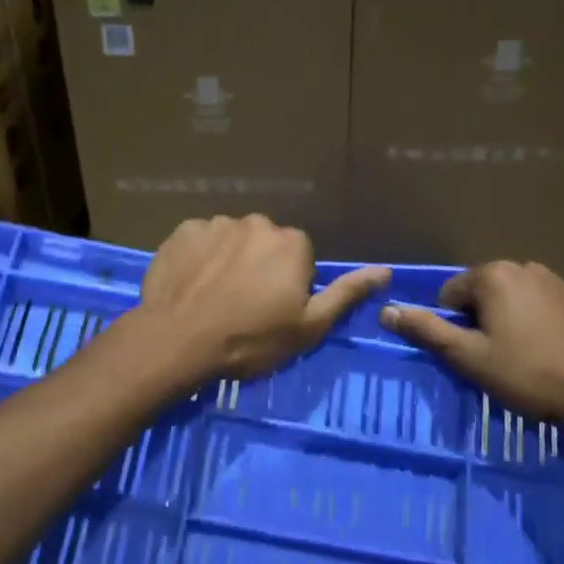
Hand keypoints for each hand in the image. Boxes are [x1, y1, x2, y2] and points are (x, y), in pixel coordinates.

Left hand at [138, 215, 389, 383]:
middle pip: (265, 244)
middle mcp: (257, 223)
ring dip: (228, 261)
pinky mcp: (182, 231)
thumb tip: (385, 271)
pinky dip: (199, 258)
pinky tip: (191, 285)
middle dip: (259, 267)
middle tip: (243, 306)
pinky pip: (199, 241)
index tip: (273, 311)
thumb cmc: (250, 339)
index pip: (299, 257)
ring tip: (214, 297)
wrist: (178, 340)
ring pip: (231, 241)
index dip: (289, 285)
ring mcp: (216, 223)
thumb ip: (346, 294)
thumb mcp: (308, 327)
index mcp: (292, 243)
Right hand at [379, 262, 563, 441]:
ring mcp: (561, 282)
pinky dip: (545, 323)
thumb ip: (425, 330)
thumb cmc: (525, 374)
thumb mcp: (467, 357)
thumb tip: (386, 310)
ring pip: (519, 298)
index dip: (453, 326)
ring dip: (513, 319)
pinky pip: (551, 307)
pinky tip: (554, 352)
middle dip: (483, 319)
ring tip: (525, 356)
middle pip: (486, 292)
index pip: (451, 294)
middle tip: (495, 357)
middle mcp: (526, 267)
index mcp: (493, 276)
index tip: (470, 354)